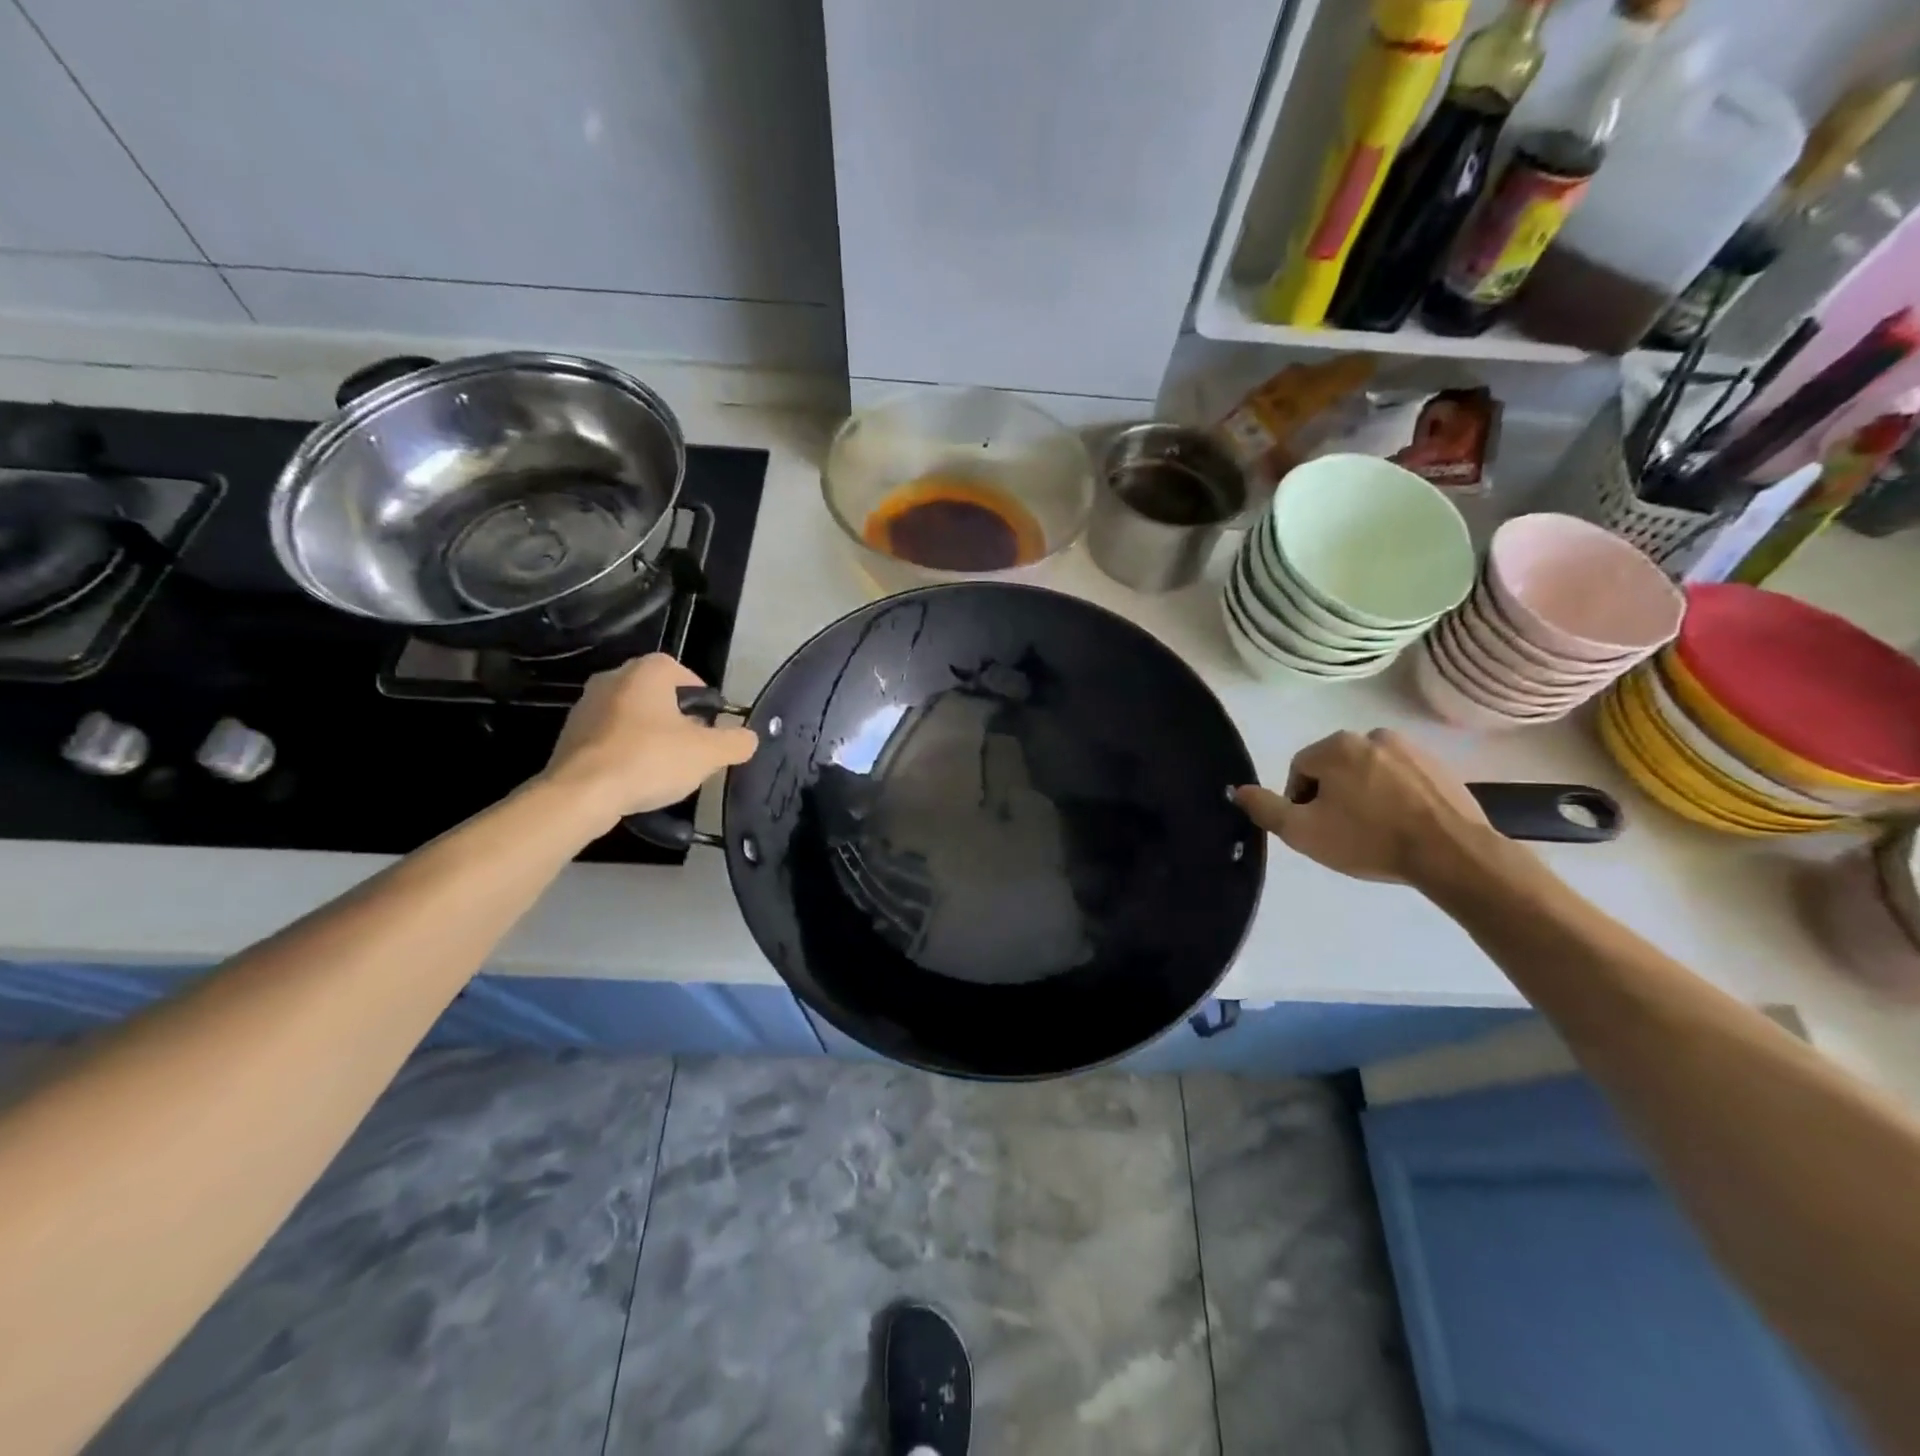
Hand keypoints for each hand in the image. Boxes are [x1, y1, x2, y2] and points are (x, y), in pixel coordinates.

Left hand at [540, 655, 757, 825]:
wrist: (582, 793)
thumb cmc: (651, 760)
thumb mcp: (709, 753)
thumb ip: (736, 742)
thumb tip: (748, 738)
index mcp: (646, 672)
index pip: (682, 671)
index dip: (701, 696)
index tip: (711, 723)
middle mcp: (613, 678)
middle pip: (656, 694)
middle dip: (677, 717)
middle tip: (693, 745)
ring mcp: (585, 706)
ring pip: (631, 715)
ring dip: (650, 734)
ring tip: (666, 766)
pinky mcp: (570, 736)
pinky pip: (609, 737)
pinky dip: (626, 751)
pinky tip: (636, 778)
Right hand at [1233, 728, 1494, 884]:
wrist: (1451, 853)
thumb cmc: (1368, 839)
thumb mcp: (1302, 832)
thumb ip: (1265, 808)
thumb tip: (1239, 789)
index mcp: (1335, 746)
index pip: (1299, 770)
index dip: (1300, 802)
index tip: (1316, 829)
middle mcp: (1371, 735)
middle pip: (1334, 768)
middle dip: (1333, 796)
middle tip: (1343, 832)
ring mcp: (1411, 748)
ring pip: (1368, 772)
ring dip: (1364, 795)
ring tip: (1375, 830)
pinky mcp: (1440, 765)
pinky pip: (1402, 778)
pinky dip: (1395, 796)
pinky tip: (1402, 825)